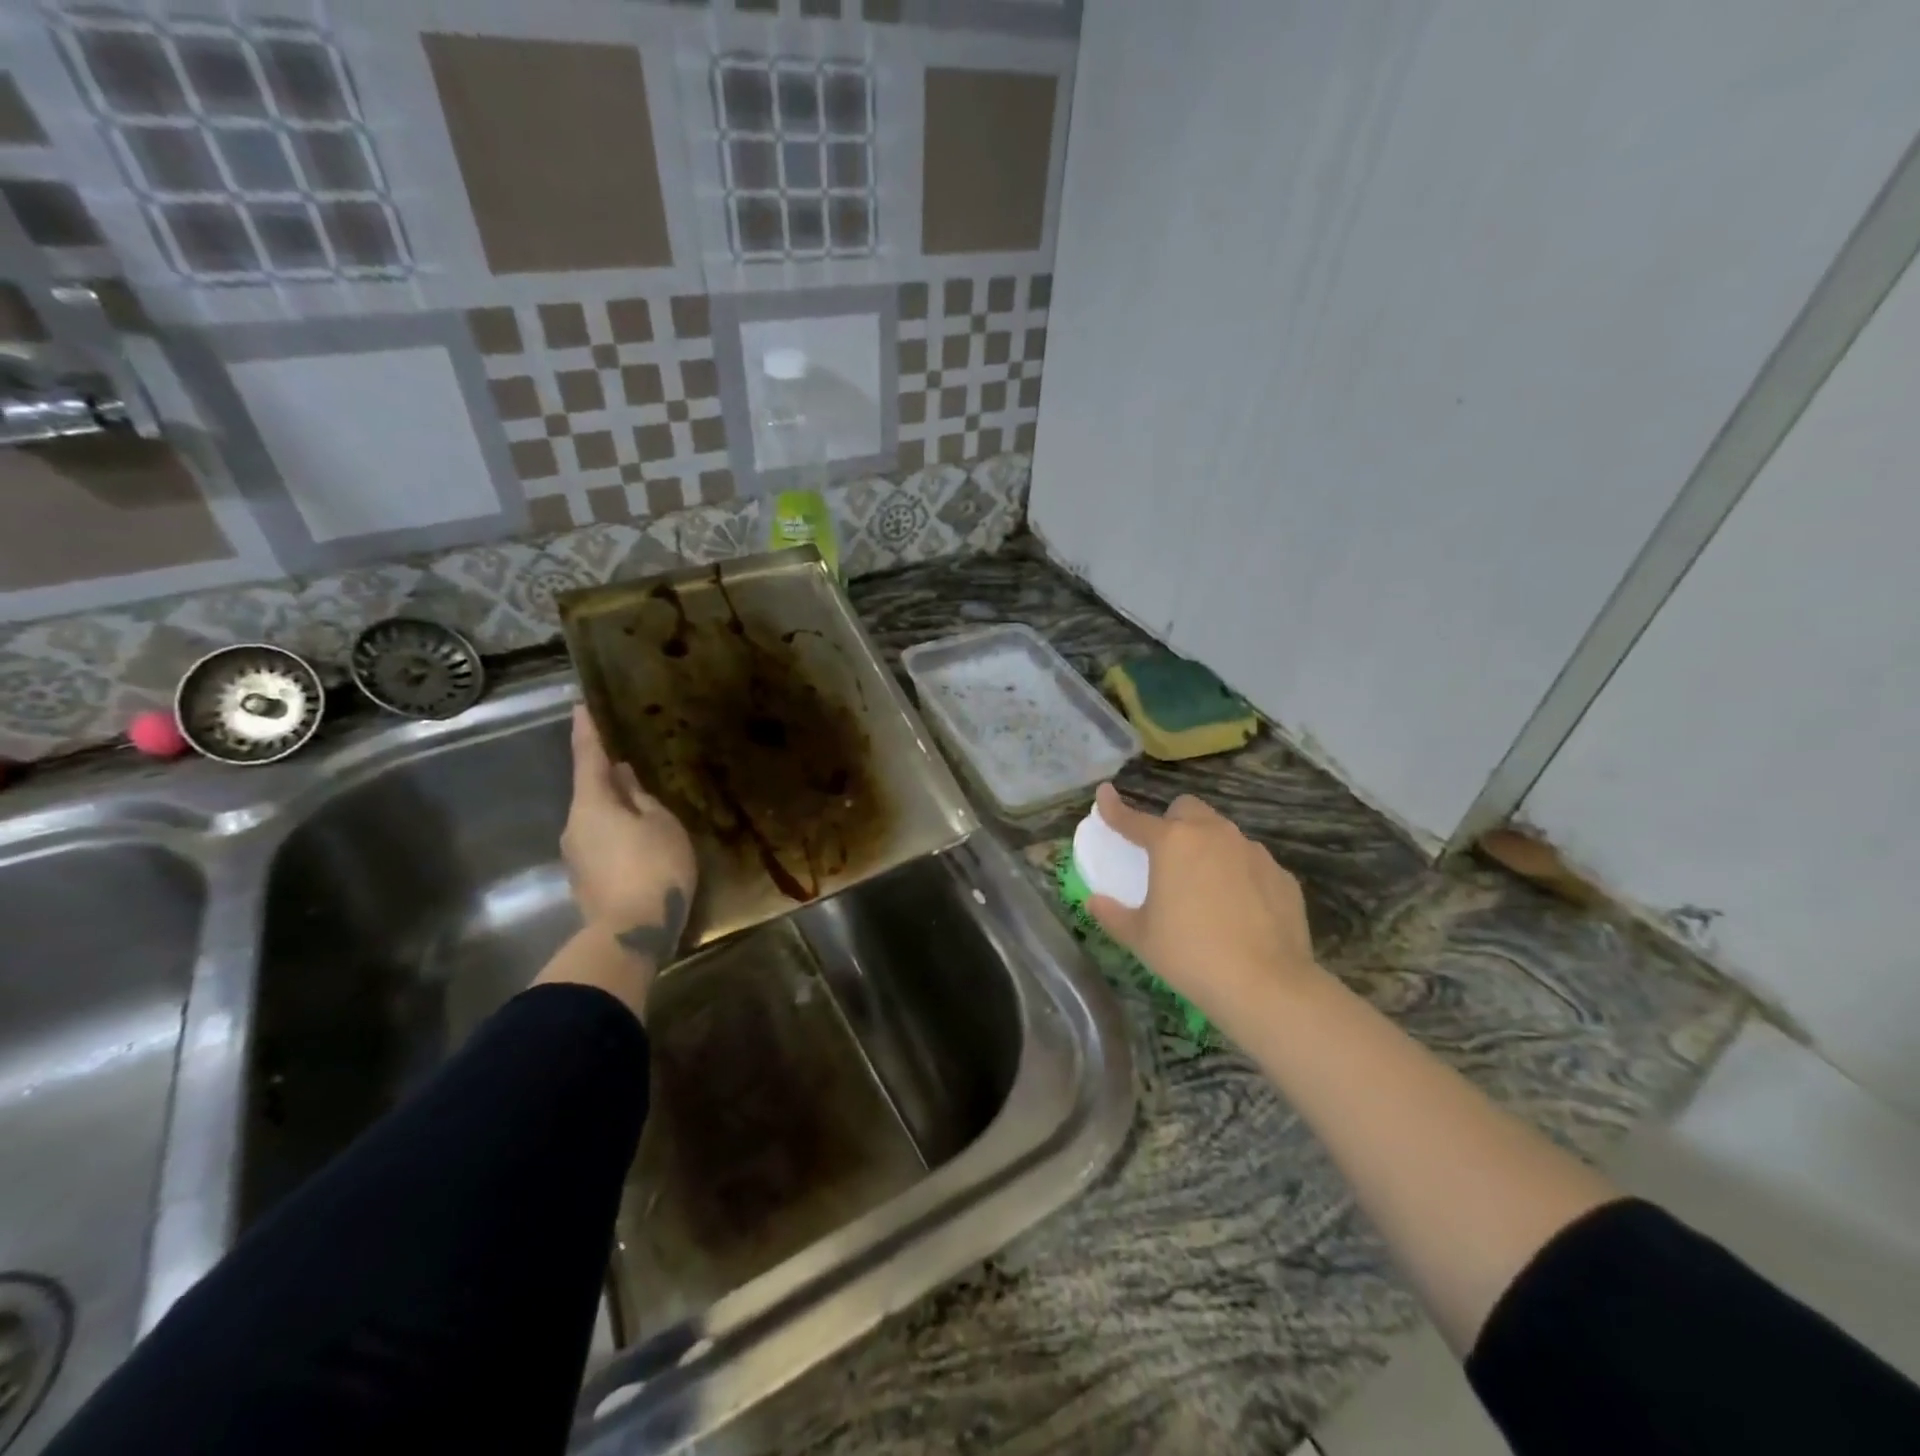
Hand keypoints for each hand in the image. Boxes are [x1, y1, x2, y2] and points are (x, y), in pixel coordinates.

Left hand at [561, 705, 696, 964]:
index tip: (580, 706)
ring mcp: (576, 855)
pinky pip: (602, 843)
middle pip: (592, 792)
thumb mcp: (662, 825)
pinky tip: (641, 842)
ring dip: (617, 809)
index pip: (588, 758)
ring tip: (645, 807)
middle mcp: (575, 825)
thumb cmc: (653, 868)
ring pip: (597, 820)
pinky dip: (619, 834)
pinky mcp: (585, 879)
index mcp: (592, 804)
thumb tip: (625, 780)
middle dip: (609, 777)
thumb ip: (643, 799)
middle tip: (632, 764)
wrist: (630, 934)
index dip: (587, 731)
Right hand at [1086, 783, 1321, 1037]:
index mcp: (1172, 843)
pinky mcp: (1282, 875)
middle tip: (1166, 855)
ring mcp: (1253, 852)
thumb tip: (1095, 901)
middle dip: (1173, 822)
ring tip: (1204, 887)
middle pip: (1187, 809)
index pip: (1134, 819)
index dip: (1114, 808)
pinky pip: (1252, 863)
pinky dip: (1239, 875)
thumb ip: (1113, 914)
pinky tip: (1239, 909)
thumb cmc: (1190, 955)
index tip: (1104, 793)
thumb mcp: (1140, 938)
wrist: (1267, 985)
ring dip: (1208, 847)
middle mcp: (1214, 835)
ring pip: (1223, 833)